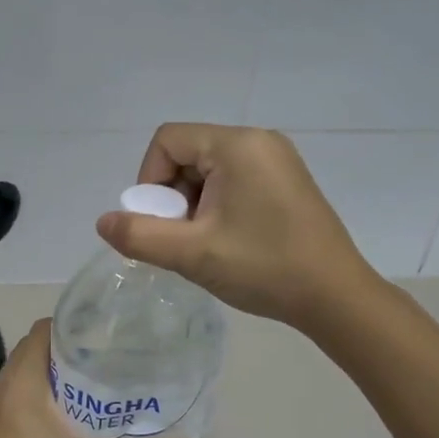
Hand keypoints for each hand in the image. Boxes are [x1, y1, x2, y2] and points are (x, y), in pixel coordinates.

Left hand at [0, 320, 189, 437]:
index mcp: (20, 388)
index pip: (39, 333)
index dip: (67, 328)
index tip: (97, 340)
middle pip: (26, 356)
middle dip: (60, 359)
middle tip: (97, 373)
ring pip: (11, 385)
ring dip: (39, 386)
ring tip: (75, 404)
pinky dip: (20, 411)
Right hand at [96, 124, 378, 331]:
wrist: (335, 297)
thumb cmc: (263, 267)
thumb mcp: (192, 254)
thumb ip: (139, 235)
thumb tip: (103, 222)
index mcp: (237, 145)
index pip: (168, 140)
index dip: (149, 180)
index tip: (160, 222)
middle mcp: (259, 141)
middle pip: (188, 153)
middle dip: (173, 196)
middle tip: (184, 239)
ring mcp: (277, 160)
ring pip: (209, 170)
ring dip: (194, 205)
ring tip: (206, 245)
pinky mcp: (287, 181)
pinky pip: (234, 181)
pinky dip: (217, 207)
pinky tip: (228, 242)